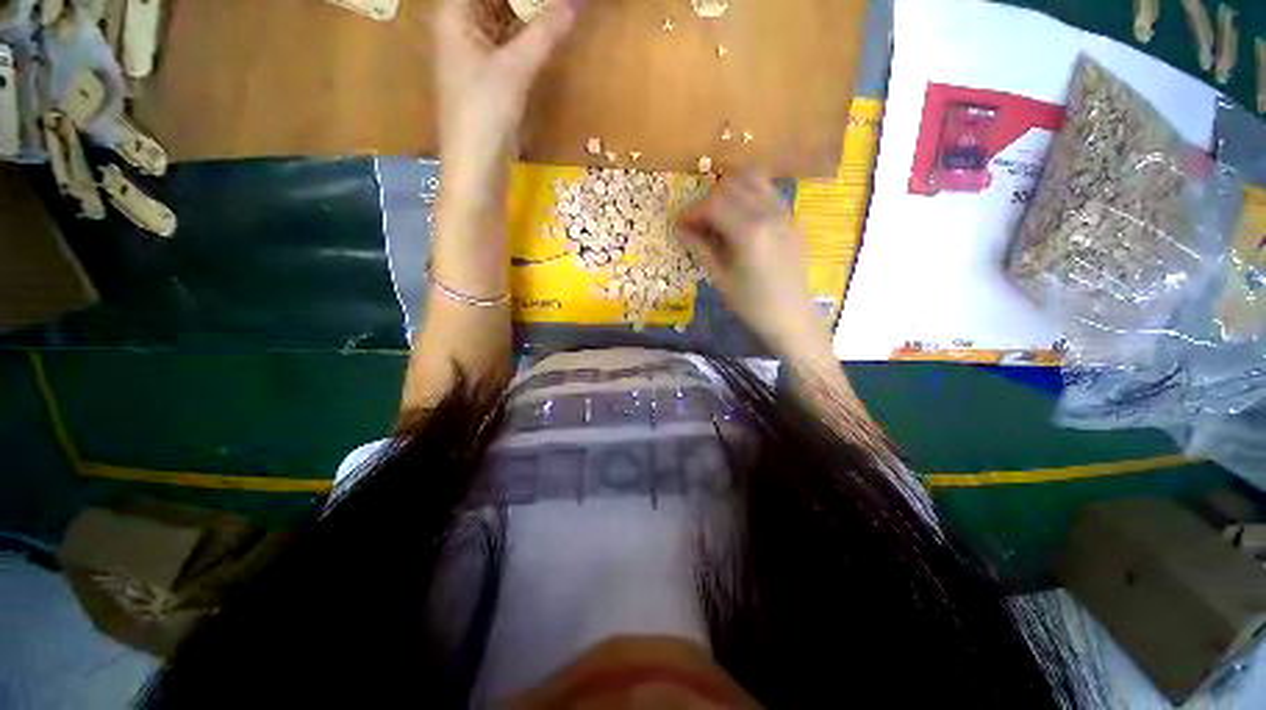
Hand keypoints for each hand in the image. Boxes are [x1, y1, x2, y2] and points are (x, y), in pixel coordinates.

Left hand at [435, 0, 582, 195]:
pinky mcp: (490, 76)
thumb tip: (577, 2)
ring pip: (503, 17)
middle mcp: (461, 26)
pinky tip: (548, 29)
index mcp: (454, 13)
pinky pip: (510, 42)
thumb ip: (546, 32)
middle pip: (494, 0)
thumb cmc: (484, 115)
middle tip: (557, 1)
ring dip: (528, 10)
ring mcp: (475, 53)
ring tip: (558, 8)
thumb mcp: (515, 70)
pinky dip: (528, 34)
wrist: (477, 169)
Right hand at [677, 172, 829, 356]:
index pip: (713, 204)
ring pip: (752, 178)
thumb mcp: (722, 279)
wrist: (792, 316)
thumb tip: (681, 228)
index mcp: (748, 232)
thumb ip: (702, 248)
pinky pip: (768, 189)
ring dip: (729, 189)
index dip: (692, 211)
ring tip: (718, 213)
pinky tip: (740, 213)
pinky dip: (749, 191)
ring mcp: (784, 211)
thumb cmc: (753, 304)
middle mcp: (768, 212)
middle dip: (708, 199)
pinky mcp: (792, 216)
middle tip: (698, 223)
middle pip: (730, 185)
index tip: (680, 224)